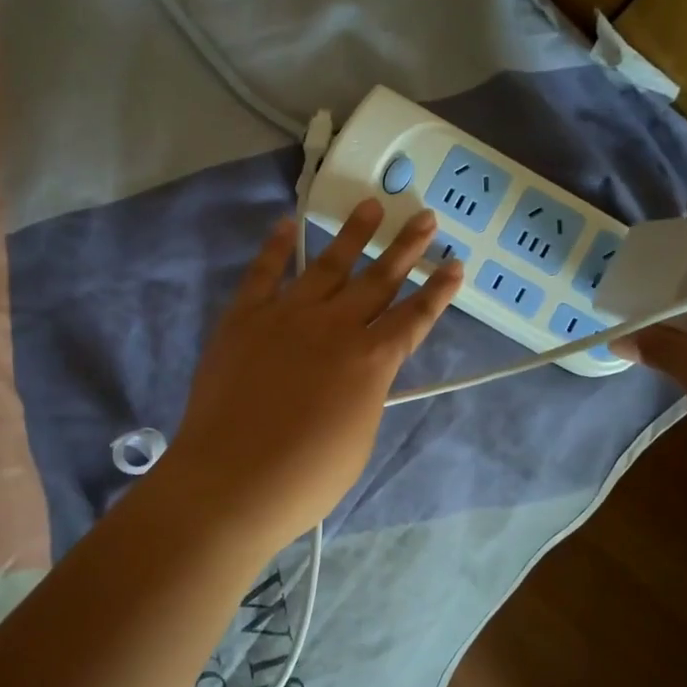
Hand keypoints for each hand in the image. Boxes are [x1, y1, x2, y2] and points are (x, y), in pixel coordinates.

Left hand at [155, 200, 462, 551]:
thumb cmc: (305, 478)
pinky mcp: (244, 317)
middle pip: (379, 279)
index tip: (455, 264)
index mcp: (371, 362)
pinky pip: (264, 273)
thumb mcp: (358, 439)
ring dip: (354, 235)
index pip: (414, 317)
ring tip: (373, 206)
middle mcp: (336, 327)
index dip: (438, 291)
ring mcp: (287, 315)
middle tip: (425, 218)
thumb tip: (362, 371)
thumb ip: (366, 394)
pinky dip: (276, 246)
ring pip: (328, 265)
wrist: (231, 480)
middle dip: (406, 248)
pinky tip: (288, 223)